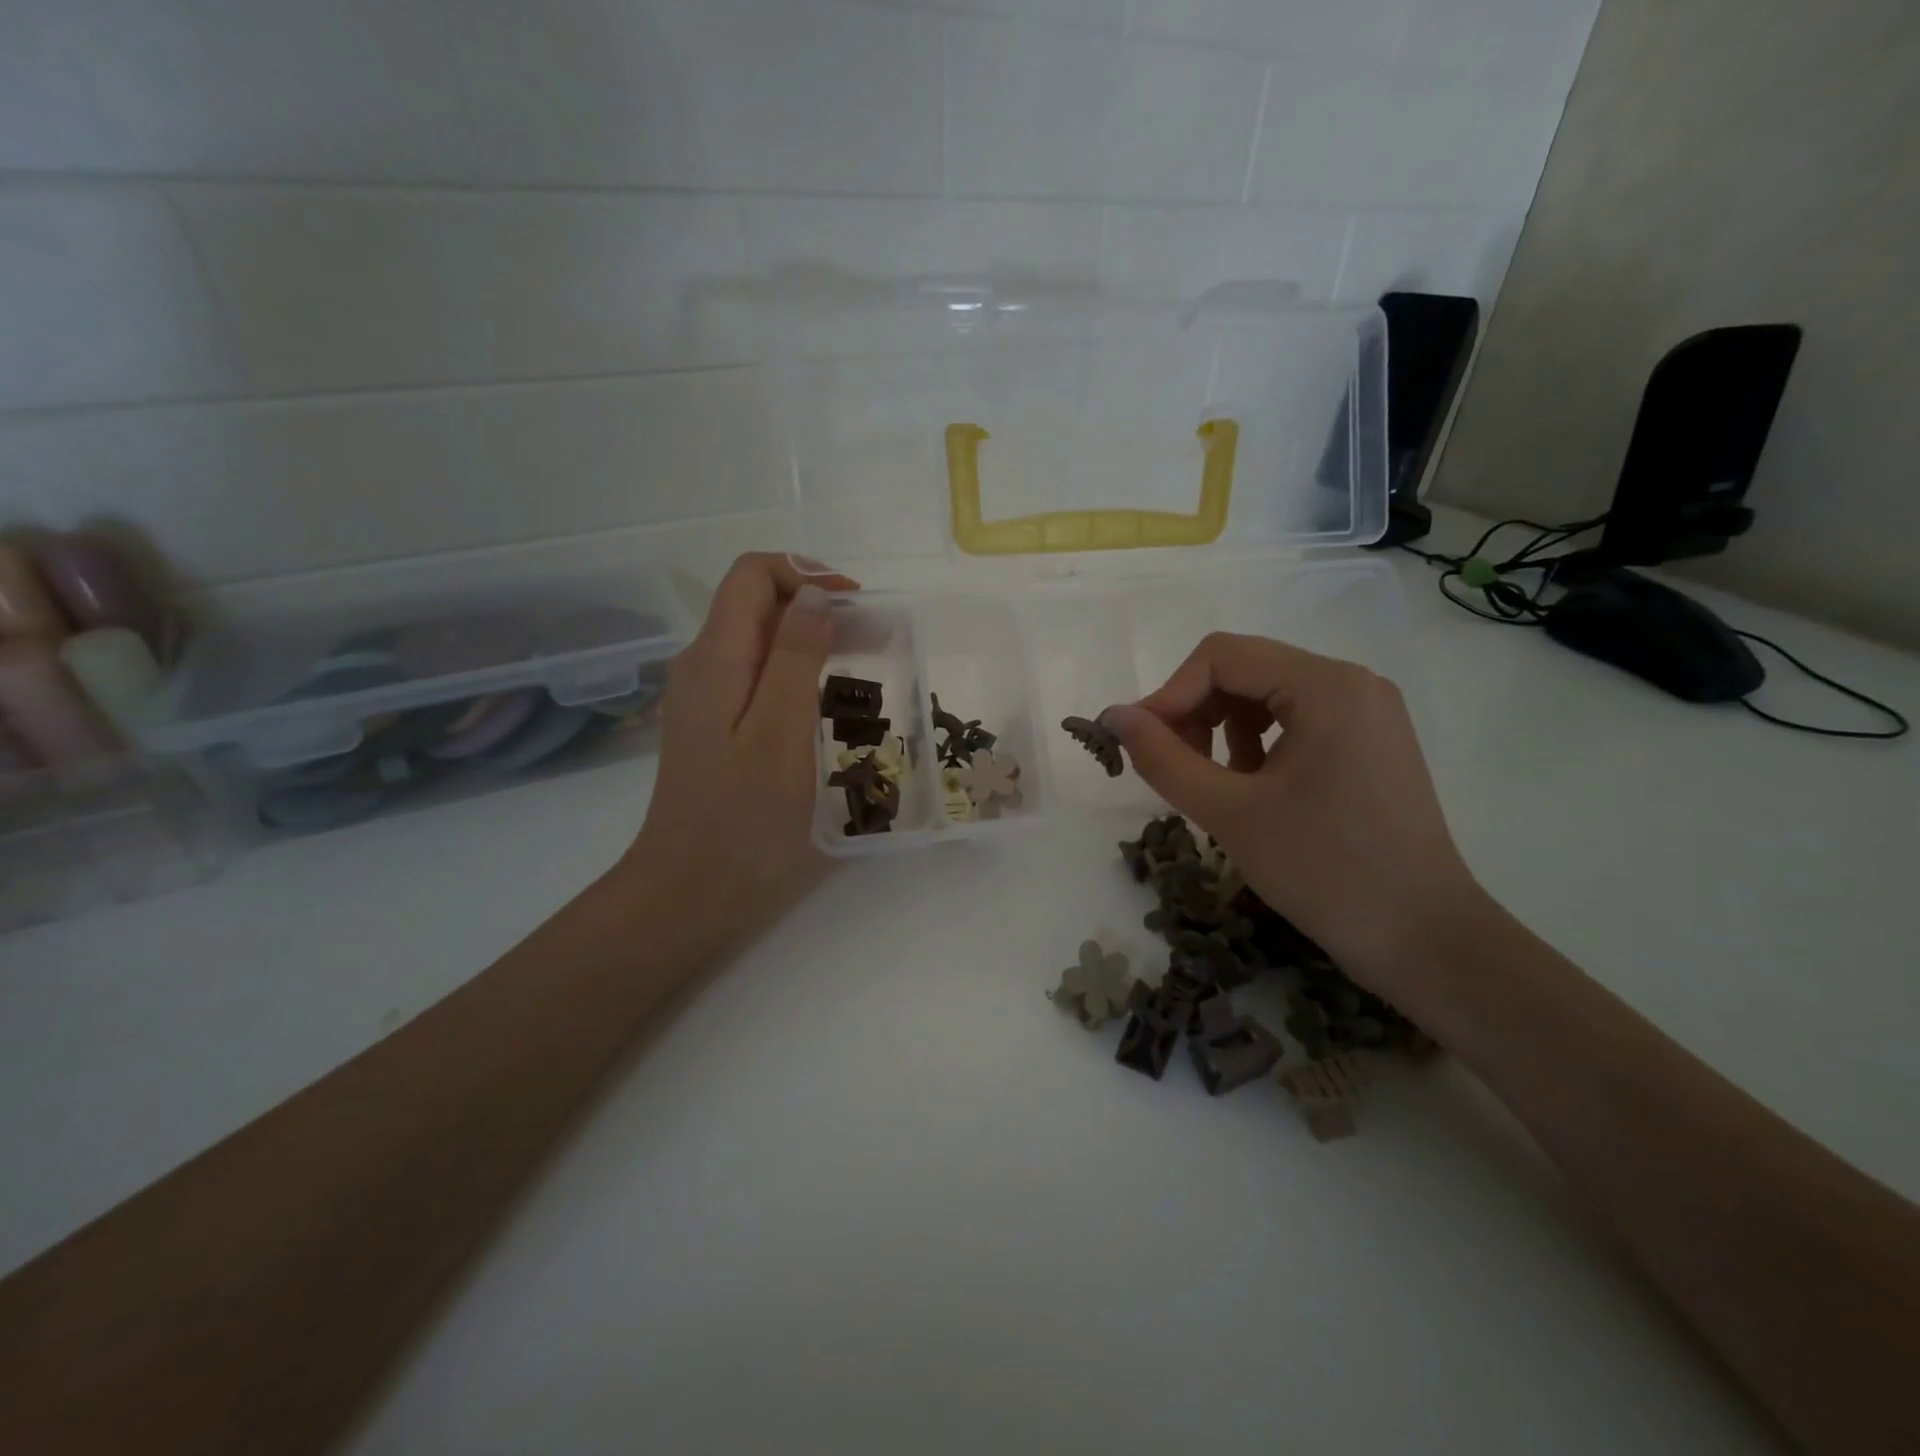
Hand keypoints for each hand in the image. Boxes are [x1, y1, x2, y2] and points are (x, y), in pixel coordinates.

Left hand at [615, 553, 856, 958]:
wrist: (689, 896)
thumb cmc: (744, 821)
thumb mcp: (781, 733)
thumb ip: (796, 657)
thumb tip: (813, 595)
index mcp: (716, 658)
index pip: (753, 574)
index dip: (808, 575)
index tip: (859, 606)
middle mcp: (704, 667)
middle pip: (759, 606)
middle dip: (820, 608)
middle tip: (880, 640)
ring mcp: (707, 702)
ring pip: (762, 644)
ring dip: (815, 643)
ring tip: (868, 670)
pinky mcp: (717, 732)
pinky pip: (761, 682)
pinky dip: (801, 677)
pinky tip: (831, 709)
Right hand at [1101, 633, 1488, 1006]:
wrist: (1424, 940)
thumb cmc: (1324, 871)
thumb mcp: (1229, 813)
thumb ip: (1163, 758)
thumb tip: (1113, 716)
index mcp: (1326, 686)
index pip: (1221, 657)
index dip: (1168, 695)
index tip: (1138, 746)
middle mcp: (1351, 683)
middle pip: (1244, 670)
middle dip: (1194, 712)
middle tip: (1169, 767)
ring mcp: (1365, 713)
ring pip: (1265, 695)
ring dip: (1221, 729)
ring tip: (1209, 782)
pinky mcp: (1368, 743)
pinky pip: (1293, 721)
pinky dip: (1256, 744)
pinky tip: (1247, 788)